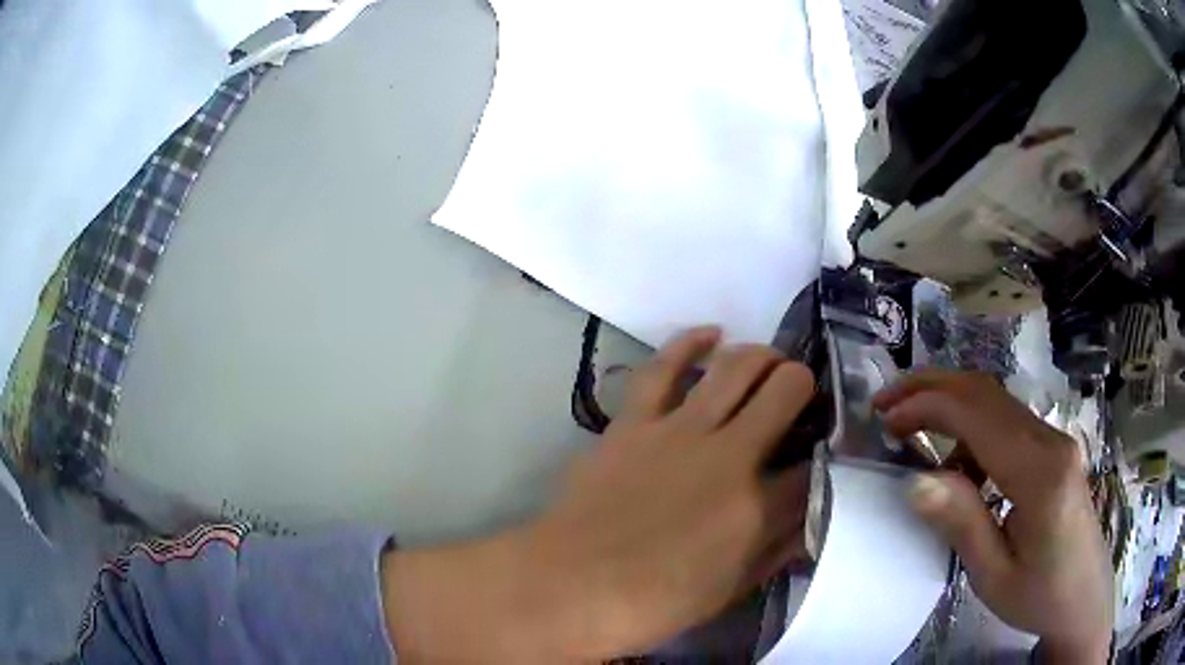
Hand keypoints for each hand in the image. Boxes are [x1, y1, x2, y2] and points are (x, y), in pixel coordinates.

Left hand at [381, 327, 816, 660]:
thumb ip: (774, 552)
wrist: (569, 587)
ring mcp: (678, 431)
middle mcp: (729, 456)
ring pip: (735, 367)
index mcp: (757, 507)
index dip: (822, 454)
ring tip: (769, 364)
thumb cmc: (652, 604)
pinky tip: (712, 334)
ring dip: (762, 356)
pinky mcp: (633, 422)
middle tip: (798, 396)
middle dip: (802, 385)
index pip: (812, 464)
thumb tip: (807, 523)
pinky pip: (663, 368)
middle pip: (785, 392)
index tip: (817, 455)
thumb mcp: (728, 591)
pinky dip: (689, 343)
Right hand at [874, 370, 1112, 662]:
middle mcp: (1051, 441)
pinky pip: (1008, 423)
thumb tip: (914, 481)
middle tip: (886, 404)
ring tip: (912, 433)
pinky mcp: (1054, 449)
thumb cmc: (1039, 596)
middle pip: (987, 392)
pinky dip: (972, 429)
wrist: (1083, 598)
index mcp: (1039, 474)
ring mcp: (1055, 441)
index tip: (883, 419)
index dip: (926, 406)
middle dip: (932, 388)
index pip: (977, 415)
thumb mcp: (993, 574)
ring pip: (996, 402)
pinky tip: (959, 467)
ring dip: (950, 405)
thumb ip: (960, 523)